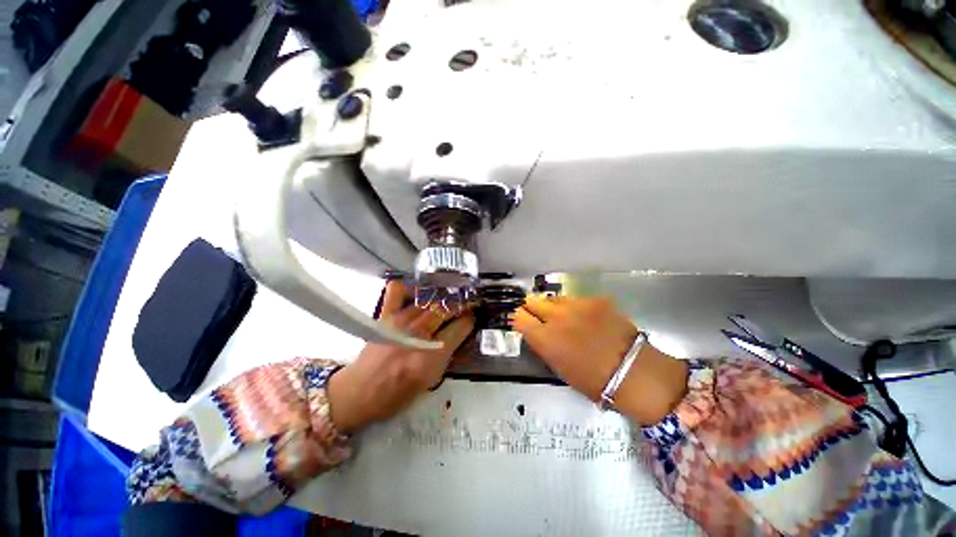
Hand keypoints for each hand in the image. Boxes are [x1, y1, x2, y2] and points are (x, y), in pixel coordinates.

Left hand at [327, 282, 474, 433]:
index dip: (470, 320)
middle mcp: (419, 333)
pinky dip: (409, 287)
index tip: (471, 318)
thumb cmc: (399, 393)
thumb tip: (458, 333)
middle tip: (465, 304)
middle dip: (461, 304)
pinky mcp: (385, 315)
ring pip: (429, 298)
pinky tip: (418, 293)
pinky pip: (398, 291)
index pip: (461, 326)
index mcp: (433, 355)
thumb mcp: (432, 379)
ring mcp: (400, 321)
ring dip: (442, 296)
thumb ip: (448, 354)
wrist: (361, 392)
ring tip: (447, 298)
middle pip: (447, 308)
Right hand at [513, 295, 687, 424]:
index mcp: (544, 337)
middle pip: (532, 301)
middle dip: (531, 307)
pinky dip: (574, 307)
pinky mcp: (594, 300)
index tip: (523, 322)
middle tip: (538, 315)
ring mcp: (576, 305)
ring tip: (561, 315)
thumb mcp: (558, 367)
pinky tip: (584, 317)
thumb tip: (535, 332)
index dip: (519, 319)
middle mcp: (556, 317)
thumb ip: (543, 345)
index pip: (519, 318)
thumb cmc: (592, 380)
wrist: (633, 372)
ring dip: (552, 306)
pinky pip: (575, 299)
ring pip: (553, 298)